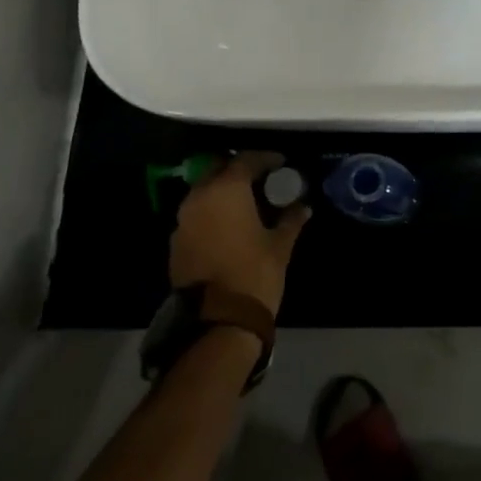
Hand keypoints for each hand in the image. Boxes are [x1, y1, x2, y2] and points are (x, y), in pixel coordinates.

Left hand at [169, 153, 310, 316]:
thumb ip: (291, 220)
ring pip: (204, 191)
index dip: (265, 158)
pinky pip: (195, 214)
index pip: (246, 159)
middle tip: (260, 178)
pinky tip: (228, 225)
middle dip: (238, 170)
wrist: (217, 322)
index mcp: (227, 189)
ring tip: (245, 202)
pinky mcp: (176, 242)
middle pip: (218, 169)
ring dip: (222, 191)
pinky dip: (211, 212)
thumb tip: (303, 206)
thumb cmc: (254, 274)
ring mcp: (183, 219)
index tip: (281, 163)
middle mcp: (200, 196)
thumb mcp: (280, 245)